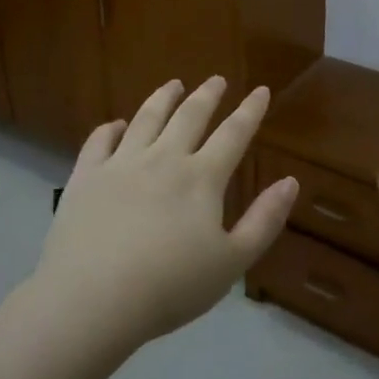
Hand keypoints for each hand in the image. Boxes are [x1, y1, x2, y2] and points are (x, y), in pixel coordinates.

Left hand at [33, 77, 298, 350]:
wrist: (93, 299)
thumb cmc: (170, 287)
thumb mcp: (232, 262)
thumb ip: (264, 221)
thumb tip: (291, 181)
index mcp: (201, 178)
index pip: (233, 134)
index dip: (250, 111)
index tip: (261, 90)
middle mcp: (163, 159)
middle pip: (190, 116)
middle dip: (207, 95)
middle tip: (217, 79)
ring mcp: (121, 164)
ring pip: (146, 118)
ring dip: (163, 98)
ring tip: (173, 85)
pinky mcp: (87, 176)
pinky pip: (100, 141)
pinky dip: (111, 128)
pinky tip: (116, 125)